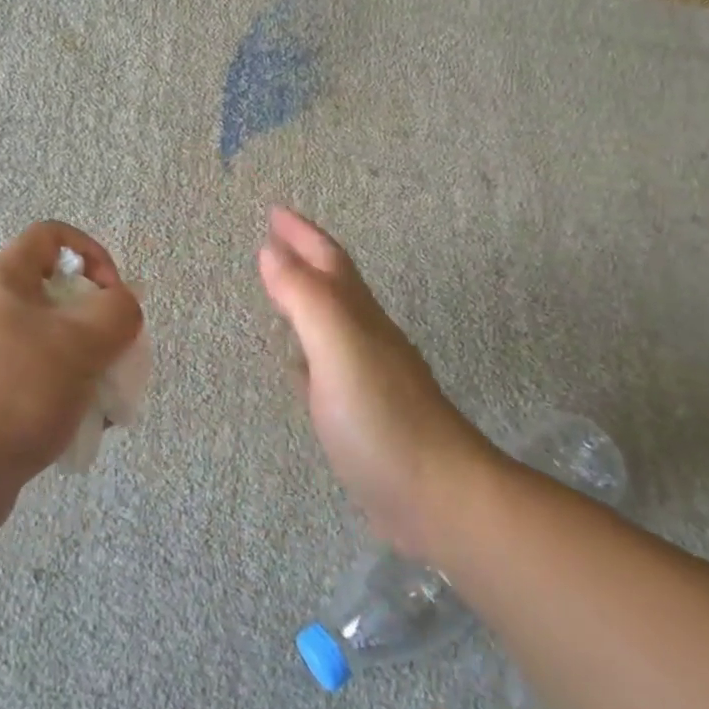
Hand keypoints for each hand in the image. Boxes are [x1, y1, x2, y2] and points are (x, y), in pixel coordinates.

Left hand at [0, 222, 143, 535]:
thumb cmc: (18, 389)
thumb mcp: (83, 341)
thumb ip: (118, 311)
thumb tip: (124, 305)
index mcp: (2, 281)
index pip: (52, 236)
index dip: (93, 254)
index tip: (114, 296)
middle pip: (58, 296)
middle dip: (99, 324)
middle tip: (118, 356)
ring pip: (51, 344)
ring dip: (88, 366)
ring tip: (107, 402)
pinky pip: (36, 381)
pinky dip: (64, 395)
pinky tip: (84, 427)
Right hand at [258, 207, 489, 555]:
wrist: (438, 497)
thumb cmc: (382, 419)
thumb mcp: (339, 349)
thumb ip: (305, 299)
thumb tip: (270, 250)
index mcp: (359, 319)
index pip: (328, 263)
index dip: (302, 235)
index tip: (274, 211)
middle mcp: (366, 339)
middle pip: (333, 287)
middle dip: (304, 259)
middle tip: (273, 241)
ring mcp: (366, 379)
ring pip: (331, 325)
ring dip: (306, 301)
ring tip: (279, 289)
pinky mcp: (360, 416)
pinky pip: (325, 369)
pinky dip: (306, 354)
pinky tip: (297, 364)